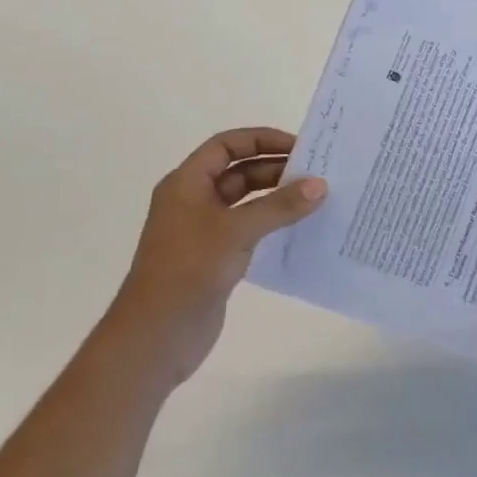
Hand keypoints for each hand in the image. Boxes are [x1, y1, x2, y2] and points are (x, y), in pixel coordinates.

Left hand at [108, 127, 326, 386]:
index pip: (227, 145)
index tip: (298, 147)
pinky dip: (271, 223)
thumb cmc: (189, 270)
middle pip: (238, 171)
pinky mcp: (213, 257)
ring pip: (245, 201)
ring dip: (276, 197)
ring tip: (314, 198)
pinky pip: (248, 228)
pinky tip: (298, 228)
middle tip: (315, 173)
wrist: (155, 337)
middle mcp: (192, 200)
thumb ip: (280, 205)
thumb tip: (320, 185)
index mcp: (186, 183)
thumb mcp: (237, 230)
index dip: (261, 139)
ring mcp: (202, 231)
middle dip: (274, 169)